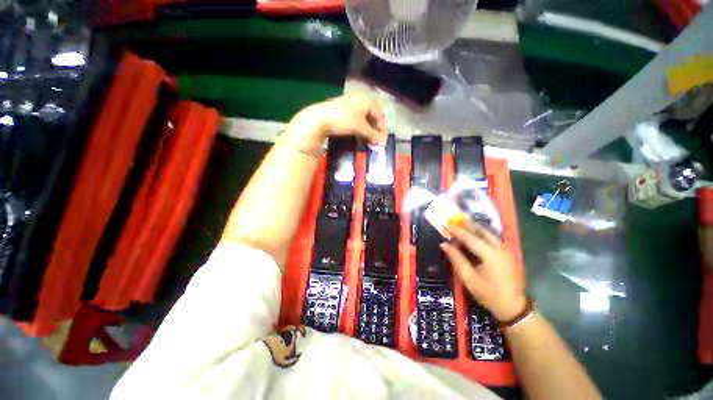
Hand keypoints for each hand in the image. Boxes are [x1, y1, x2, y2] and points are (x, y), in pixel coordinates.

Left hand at [285, 94, 387, 154]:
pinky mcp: (342, 111)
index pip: (380, 115)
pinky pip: (356, 120)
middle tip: (376, 141)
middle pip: (372, 116)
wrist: (319, 119)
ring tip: (368, 140)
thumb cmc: (343, 120)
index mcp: (366, 100)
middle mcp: (359, 100)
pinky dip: (360, 128)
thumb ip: (373, 134)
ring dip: (368, 130)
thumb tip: (382, 142)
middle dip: (375, 129)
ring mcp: (350, 105)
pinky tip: (358, 135)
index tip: (383, 141)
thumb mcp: (360, 127)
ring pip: (364, 118)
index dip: (382, 128)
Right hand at [440, 221, 526, 321]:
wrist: (514, 308)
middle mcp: (500, 248)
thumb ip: (456, 259)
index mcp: (490, 254)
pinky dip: (484, 235)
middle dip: (468, 225)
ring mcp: (507, 250)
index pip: (470, 237)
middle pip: (483, 231)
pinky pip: (495, 239)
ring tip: (463, 227)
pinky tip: (477, 237)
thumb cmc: (489, 294)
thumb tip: (444, 244)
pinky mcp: (510, 254)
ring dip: (476, 229)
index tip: (446, 224)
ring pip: (490, 233)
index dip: (457, 230)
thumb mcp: (469, 278)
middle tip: (455, 222)